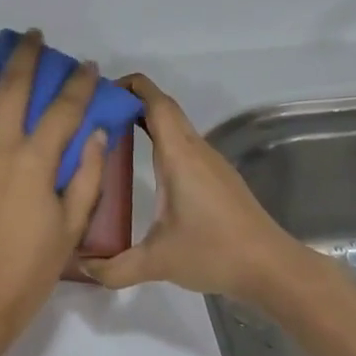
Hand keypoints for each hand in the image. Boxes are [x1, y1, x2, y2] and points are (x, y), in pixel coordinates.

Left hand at [0, 31, 109, 336]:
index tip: (87, 66)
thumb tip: (95, 132)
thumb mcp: (72, 223)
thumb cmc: (33, 264)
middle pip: (12, 87)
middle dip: (26, 56)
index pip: (62, 109)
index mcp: (34, 162)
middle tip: (35, 37)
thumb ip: (86, 174)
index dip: (77, 84)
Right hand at [82, 74, 312, 304]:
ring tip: (110, 134)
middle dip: (132, 100)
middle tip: (95, 113)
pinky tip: (143, 164)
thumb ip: (115, 267)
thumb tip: (82, 267)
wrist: (272, 269)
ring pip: (176, 126)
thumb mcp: (157, 262)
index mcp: (179, 156)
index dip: (129, 86)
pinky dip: (160, 140)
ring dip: (146, 120)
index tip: (99, 91)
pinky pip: (184, 145)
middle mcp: (196, 150)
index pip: (155, 103)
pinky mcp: (218, 178)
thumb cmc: (215, 253)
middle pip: (164, 108)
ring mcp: (210, 163)